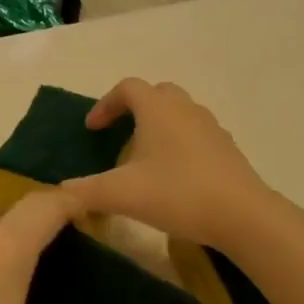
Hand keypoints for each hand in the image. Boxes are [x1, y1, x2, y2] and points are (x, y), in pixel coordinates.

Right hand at [60, 79, 276, 250]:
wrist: (243, 216)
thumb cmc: (177, 193)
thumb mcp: (121, 194)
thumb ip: (86, 190)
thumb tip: (61, 191)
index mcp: (158, 109)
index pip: (127, 88)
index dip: (105, 104)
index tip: (92, 129)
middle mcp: (186, 110)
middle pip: (157, 94)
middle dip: (134, 109)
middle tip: (119, 135)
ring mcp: (211, 128)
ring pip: (179, 114)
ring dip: (158, 127)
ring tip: (144, 159)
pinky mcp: (227, 150)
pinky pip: (196, 135)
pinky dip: (179, 145)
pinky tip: (173, 177)